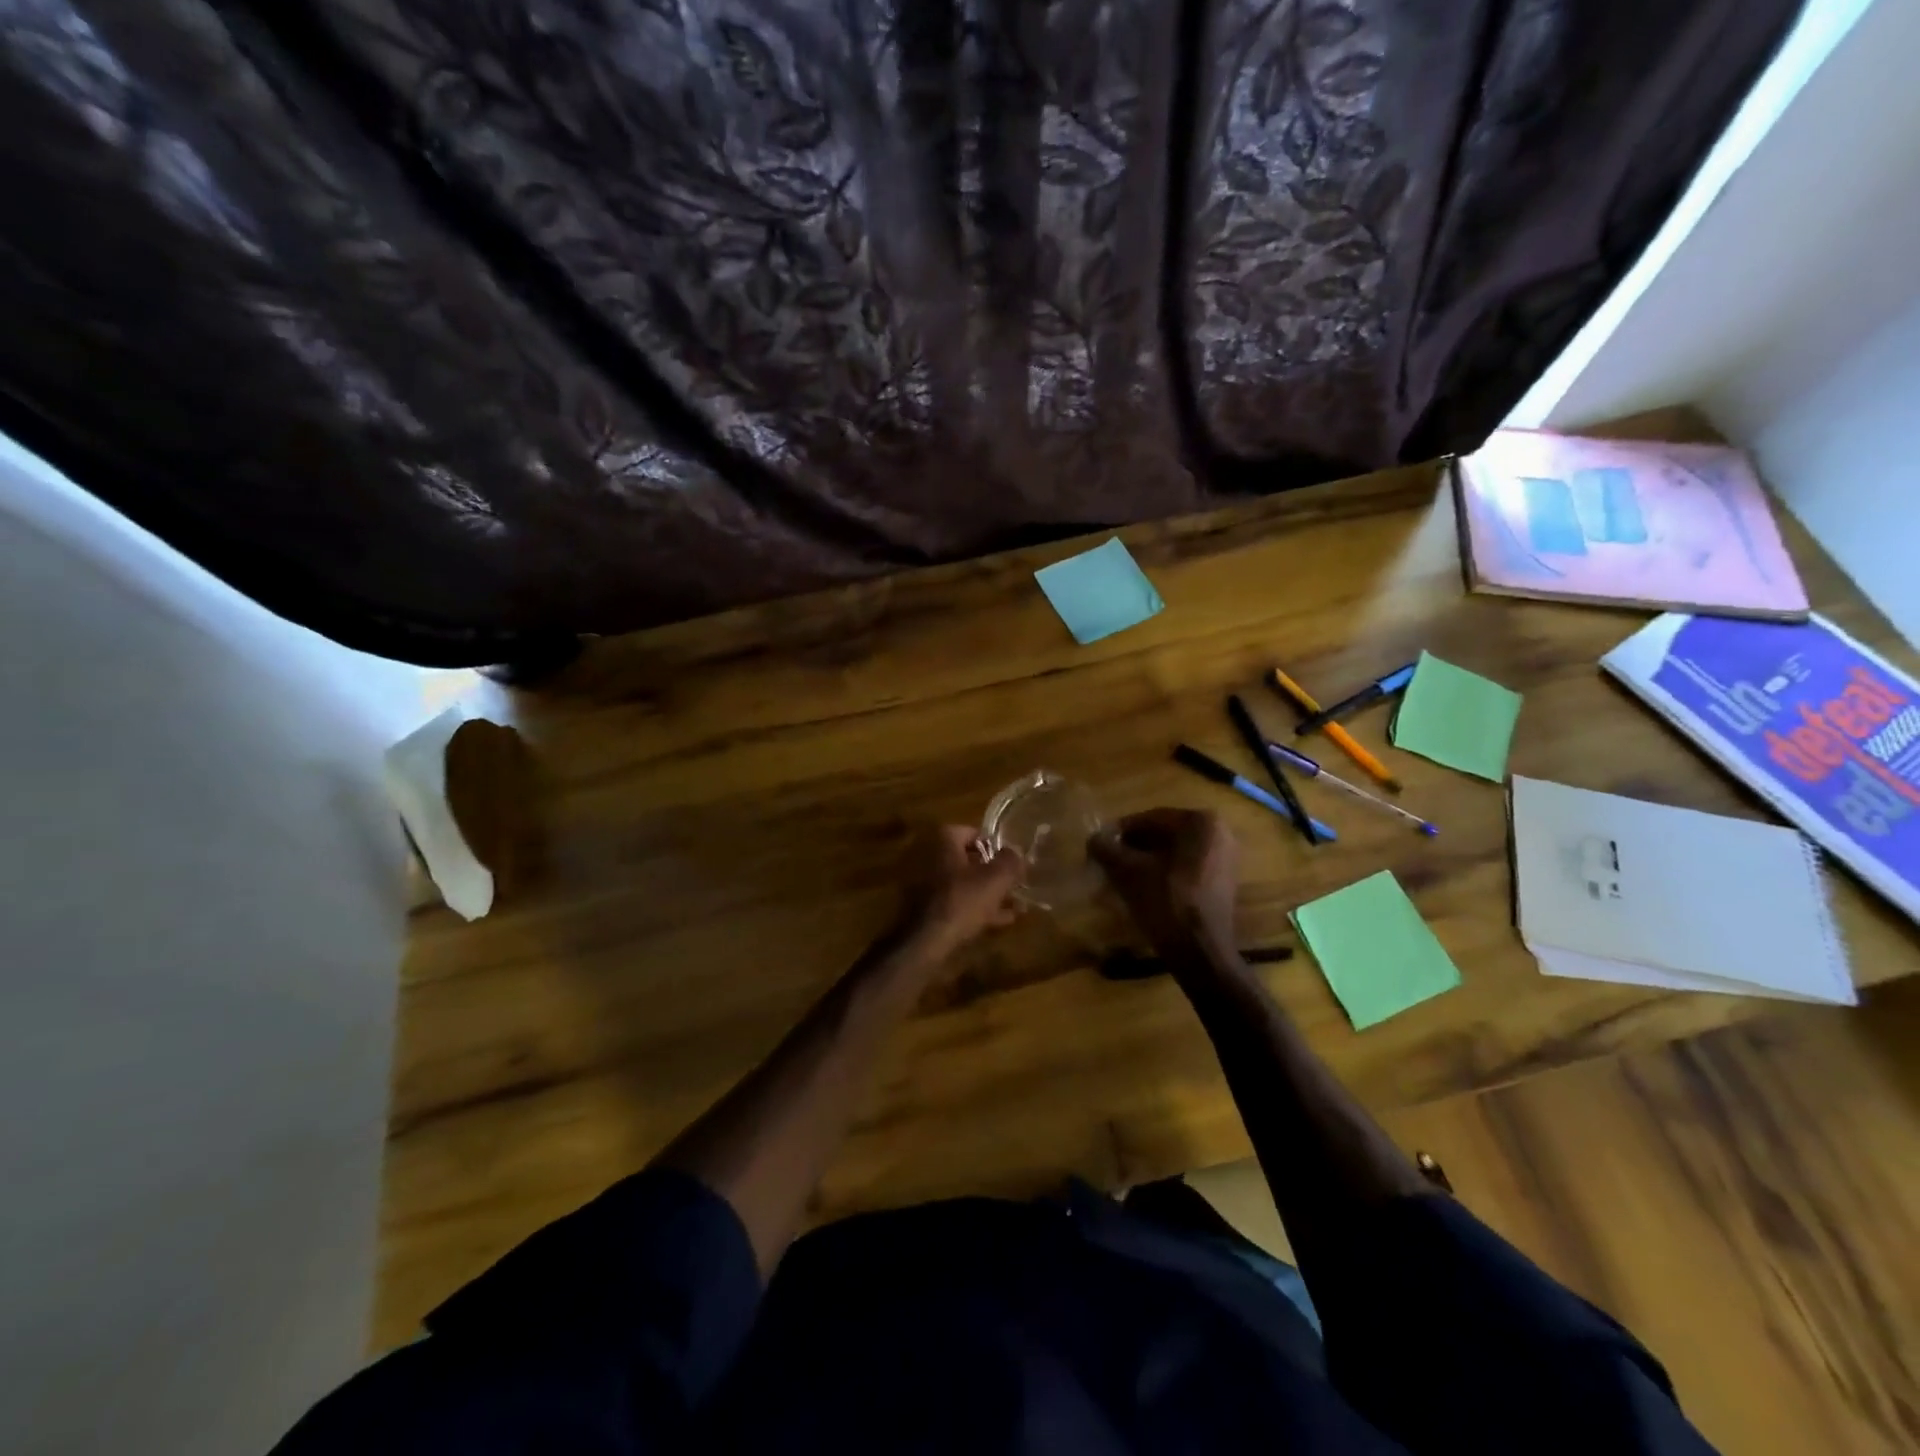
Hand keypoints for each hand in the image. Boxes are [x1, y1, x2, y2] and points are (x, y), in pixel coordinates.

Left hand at [902, 825, 1024, 955]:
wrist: (929, 941)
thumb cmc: (963, 900)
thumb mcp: (996, 878)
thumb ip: (1009, 861)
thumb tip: (1016, 851)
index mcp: (944, 846)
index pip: (965, 831)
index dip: (986, 839)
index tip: (1004, 852)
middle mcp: (933, 862)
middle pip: (966, 860)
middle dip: (991, 869)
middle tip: (1013, 878)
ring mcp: (931, 889)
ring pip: (966, 885)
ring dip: (989, 892)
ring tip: (1016, 902)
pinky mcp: (933, 913)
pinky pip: (961, 905)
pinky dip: (981, 910)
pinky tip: (1003, 920)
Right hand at [1089, 808, 1239, 959]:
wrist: (1200, 952)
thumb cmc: (1166, 903)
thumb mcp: (1128, 872)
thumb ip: (1106, 849)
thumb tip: (1093, 839)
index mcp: (1200, 822)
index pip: (1148, 819)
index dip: (1119, 833)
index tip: (1098, 847)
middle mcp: (1218, 833)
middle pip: (1162, 835)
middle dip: (1132, 848)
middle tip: (1107, 863)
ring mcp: (1225, 857)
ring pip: (1172, 852)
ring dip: (1145, 861)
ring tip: (1120, 878)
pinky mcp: (1223, 880)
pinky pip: (1185, 867)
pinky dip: (1162, 873)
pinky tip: (1142, 889)